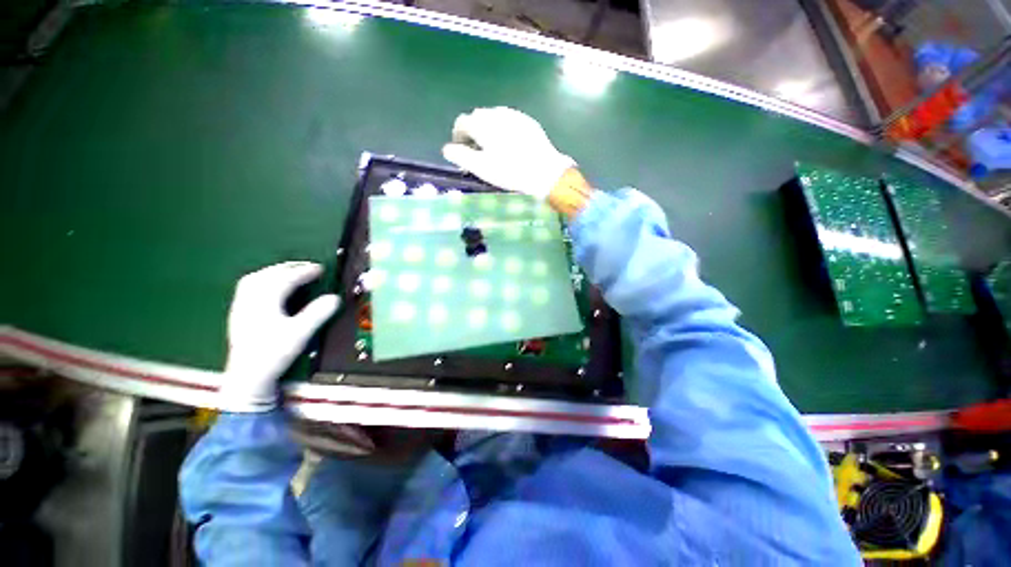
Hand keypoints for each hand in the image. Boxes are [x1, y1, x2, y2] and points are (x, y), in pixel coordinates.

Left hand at [219, 262, 339, 411]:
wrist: (247, 378)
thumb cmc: (273, 354)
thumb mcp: (300, 334)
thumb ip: (318, 314)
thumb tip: (335, 298)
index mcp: (264, 302)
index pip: (285, 279)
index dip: (304, 272)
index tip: (320, 269)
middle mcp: (250, 300)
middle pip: (268, 275)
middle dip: (289, 267)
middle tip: (308, 267)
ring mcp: (241, 307)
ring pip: (255, 280)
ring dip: (274, 272)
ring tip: (289, 272)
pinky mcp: (238, 315)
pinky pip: (248, 288)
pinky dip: (262, 280)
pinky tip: (269, 287)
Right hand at [442, 107, 575, 199]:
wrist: (544, 172)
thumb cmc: (509, 171)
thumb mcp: (481, 168)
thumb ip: (460, 156)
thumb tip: (447, 149)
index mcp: (482, 124)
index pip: (462, 123)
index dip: (458, 136)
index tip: (461, 151)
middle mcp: (496, 113)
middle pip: (477, 118)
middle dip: (473, 132)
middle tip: (478, 151)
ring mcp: (514, 115)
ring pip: (494, 117)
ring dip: (489, 129)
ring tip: (494, 148)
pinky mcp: (528, 121)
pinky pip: (510, 121)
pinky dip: (504, 129)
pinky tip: (510, 145)